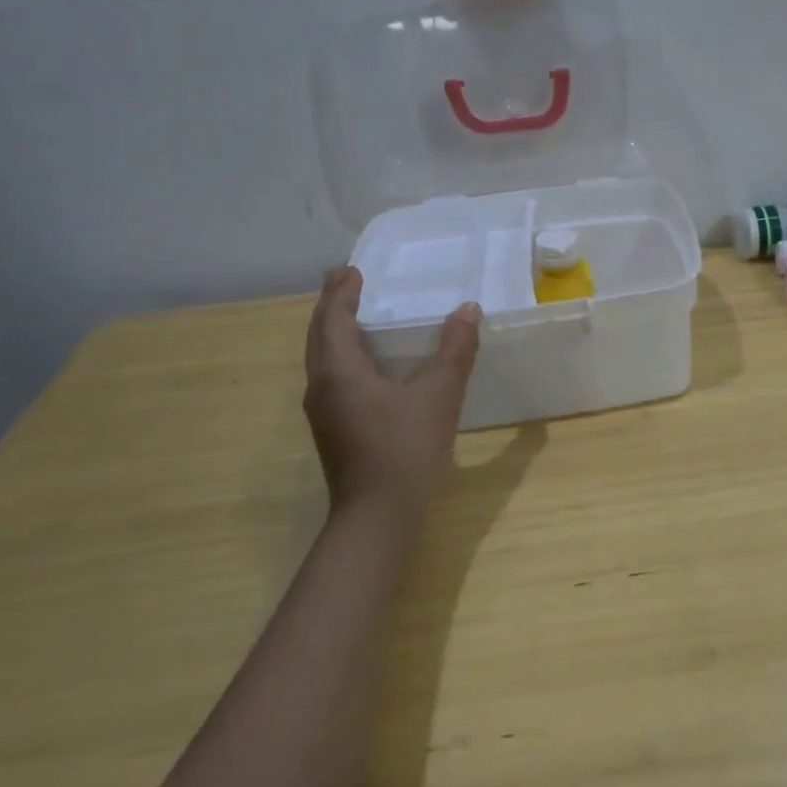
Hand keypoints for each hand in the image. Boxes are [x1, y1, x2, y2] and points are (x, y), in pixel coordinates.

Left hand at [303, 267, 480, 520]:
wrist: (378, 516)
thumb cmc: (406, 450)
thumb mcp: (439, 396)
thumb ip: (455, 351)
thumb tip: (468, 310)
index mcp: (340, 373)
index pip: (333, 320)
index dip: (341, 293)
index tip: (350, 270)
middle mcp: (322, 388)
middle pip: (319, 337)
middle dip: (331, 307)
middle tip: (344, 282)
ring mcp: (324, 413)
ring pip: (322, 360)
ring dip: (333, 333)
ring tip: (351, 316)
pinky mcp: (334, 431)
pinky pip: (332, 379)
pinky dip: (342, 357)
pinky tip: (365, 366)